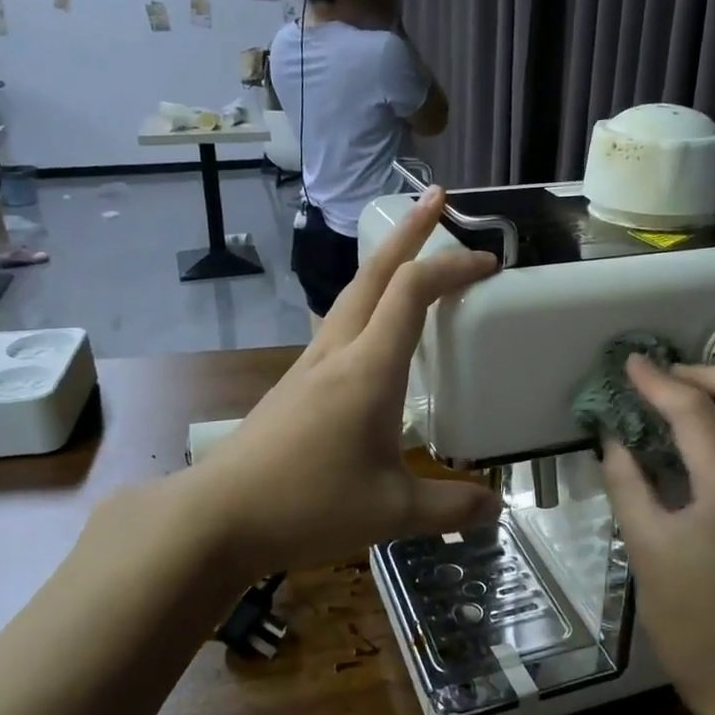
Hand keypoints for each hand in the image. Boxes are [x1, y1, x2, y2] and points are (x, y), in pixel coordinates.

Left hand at [190, 188, 500, 579]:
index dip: (452, 266)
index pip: (413, 291)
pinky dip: (367, 301)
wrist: (219, 515)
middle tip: (437, 198)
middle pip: (374, 271)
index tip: (487, 260)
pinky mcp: (296, 382)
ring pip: (352, 293)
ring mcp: (310, 363)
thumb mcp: (392, 512)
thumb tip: (495, 511)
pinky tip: (375, 328)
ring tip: (412, 253)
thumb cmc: (309, 505)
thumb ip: (449, 508)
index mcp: (369, 368)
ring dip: (384, 263)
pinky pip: (339, 323)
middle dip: (409, 230)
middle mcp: (338, 351)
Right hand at [601, 358, 714, 713]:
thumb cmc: (693, 622)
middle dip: (707, 373)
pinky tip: (694, 442)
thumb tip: (614, 437)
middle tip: (663, 389)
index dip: (658, 380)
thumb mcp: (646, 549)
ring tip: (672, 409)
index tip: (629, 364)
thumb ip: (627, 481)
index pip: (695, 409)